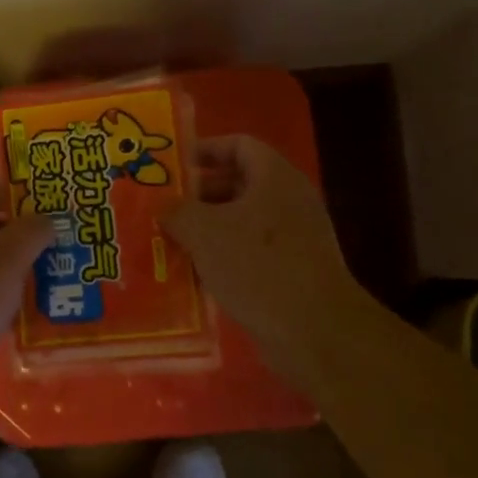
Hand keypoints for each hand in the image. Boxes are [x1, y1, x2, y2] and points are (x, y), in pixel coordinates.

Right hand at [161, 135, 367, 381]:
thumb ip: (176, 211)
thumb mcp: (204, 232)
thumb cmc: (259, 266)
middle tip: (162, 208)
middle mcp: (288, 201)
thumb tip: (161, 205)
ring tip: (168, 242)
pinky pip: (250, 254)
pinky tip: (193, 276)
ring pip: (241, 222)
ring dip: (206, 230)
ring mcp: (294, 238)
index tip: (172, 166)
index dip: (205, 149)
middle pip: (237, 184)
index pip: (239, 145)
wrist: (316, 332)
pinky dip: (222, 259)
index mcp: (274, 178)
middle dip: (197, 195)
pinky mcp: (292, 272)